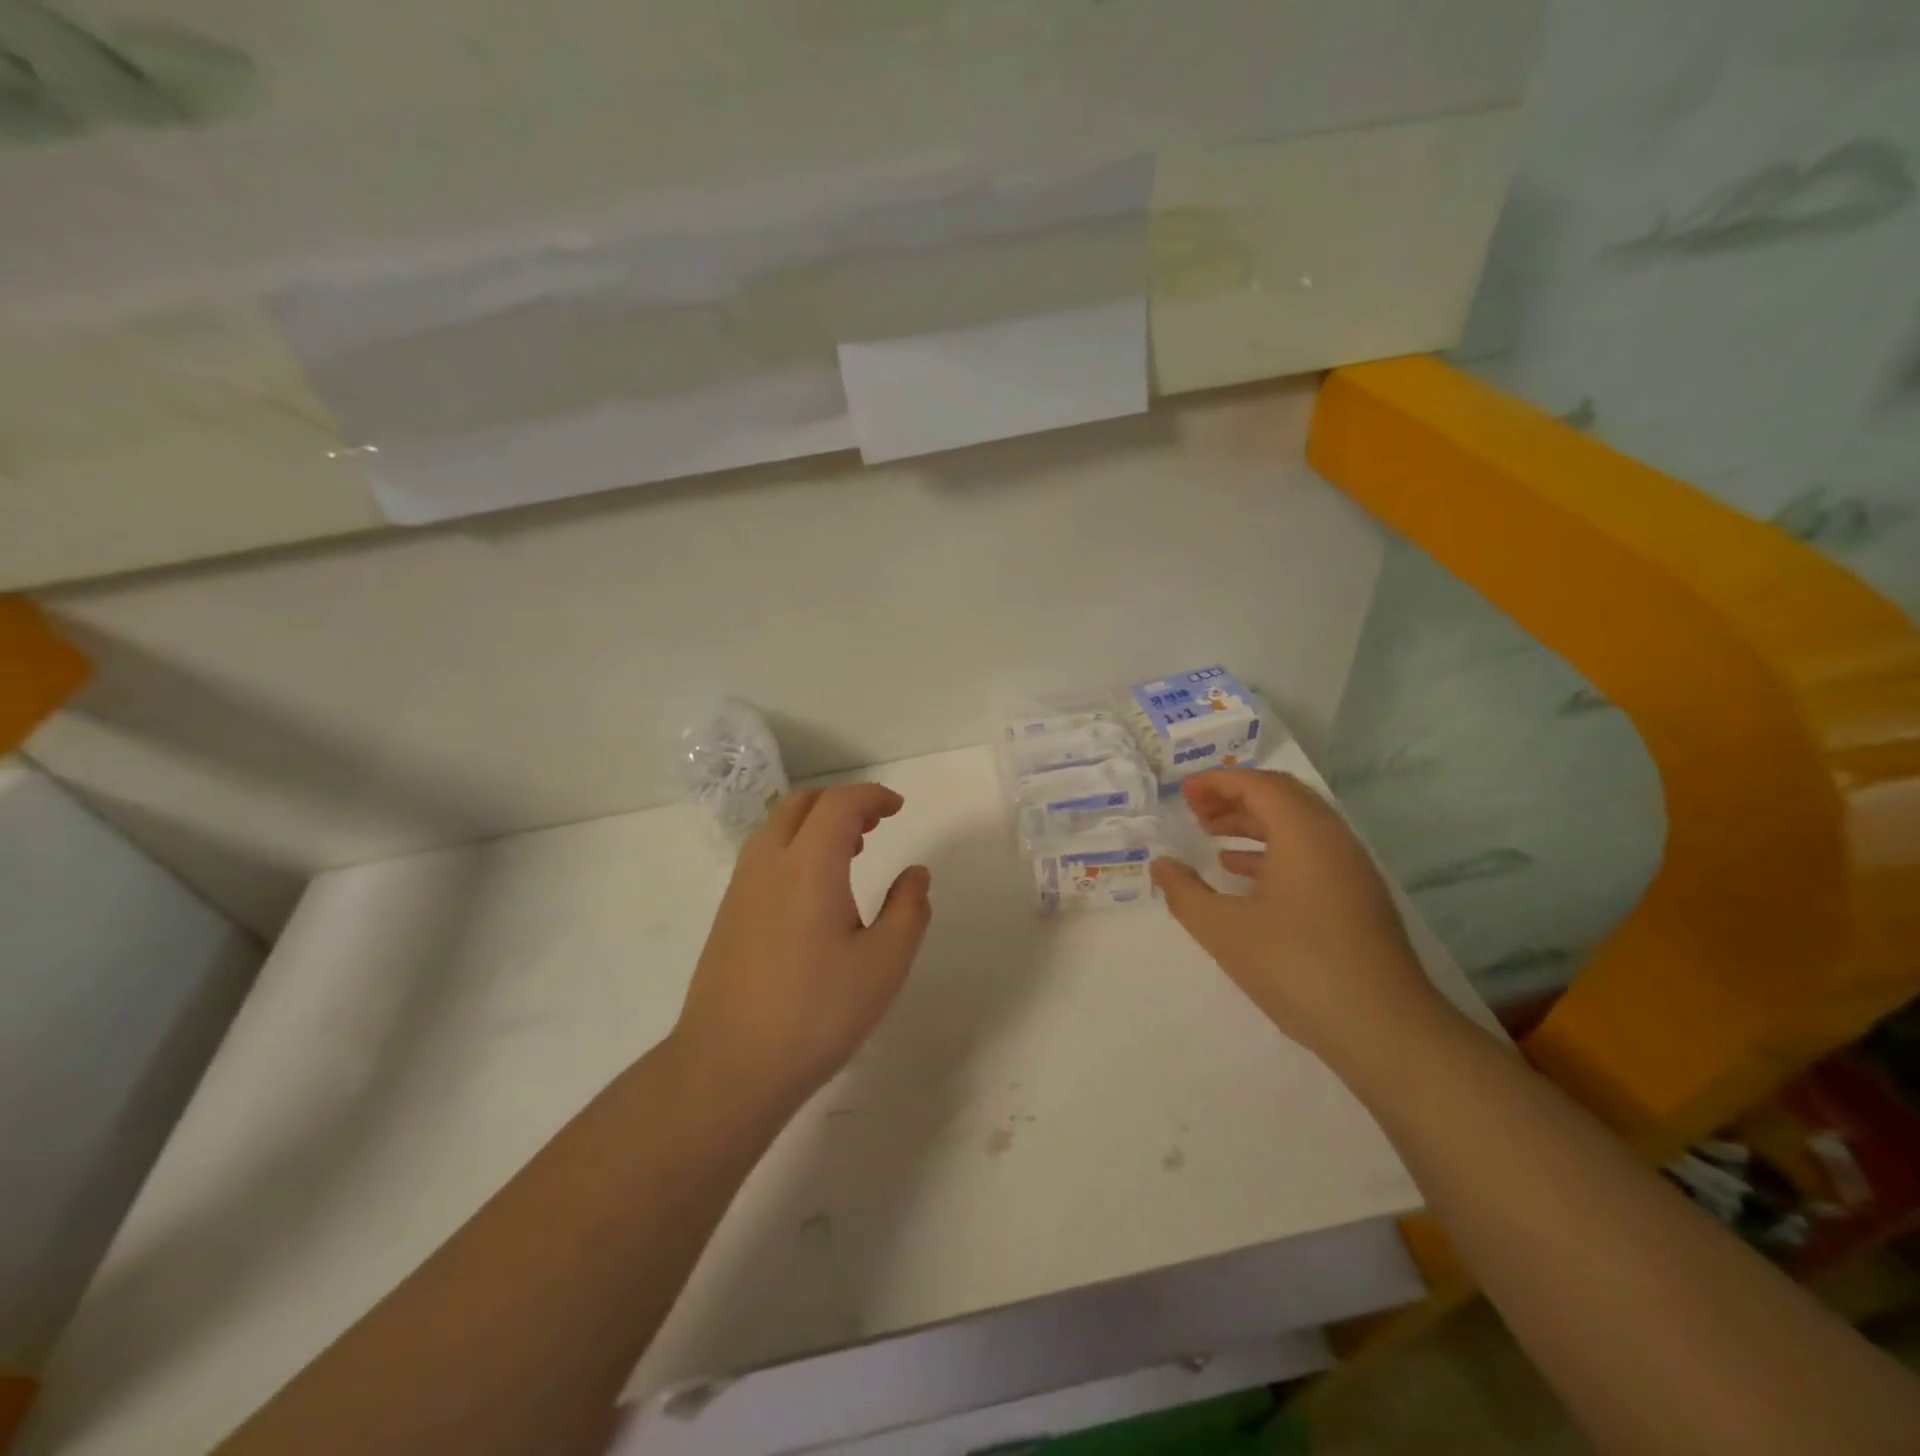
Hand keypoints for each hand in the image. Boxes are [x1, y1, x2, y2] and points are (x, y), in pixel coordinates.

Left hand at [672, 784, 932, 1106]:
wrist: (728, 1066)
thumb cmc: (816, 1013)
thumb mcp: (884, 964)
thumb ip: (908, 910)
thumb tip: (915, 874)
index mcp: (809, 864)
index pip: (839, 804)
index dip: (872, 796)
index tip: (898, 809)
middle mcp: (769, 862)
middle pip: (802, 803)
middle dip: (842, 802)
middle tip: (876, 825)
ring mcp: (741, 888)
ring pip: (778, 827)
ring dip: (816, 824)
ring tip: (851, 853)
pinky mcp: (728, 914)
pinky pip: (765, 855)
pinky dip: (795, 847)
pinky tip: (815, 891)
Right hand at [1150, 769, 1440, 1063]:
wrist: (1383, 1029)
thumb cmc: (1296, 966)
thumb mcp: (1223, 930)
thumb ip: (1185, 892)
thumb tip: (1162, 865)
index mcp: (1304, 834)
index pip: (1258, 785)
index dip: (1217, 782)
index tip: (1184, 793)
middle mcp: (1333, 839)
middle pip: (1282, 797)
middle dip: (1235, 798)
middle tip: (1196, 812)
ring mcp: (1350, 869)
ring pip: (1298, 826)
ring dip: (1253, 824)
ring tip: (1212, 838)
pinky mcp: (1357, 898)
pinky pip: (1310, 854)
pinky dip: (1273, 851)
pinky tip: (1243, 876)